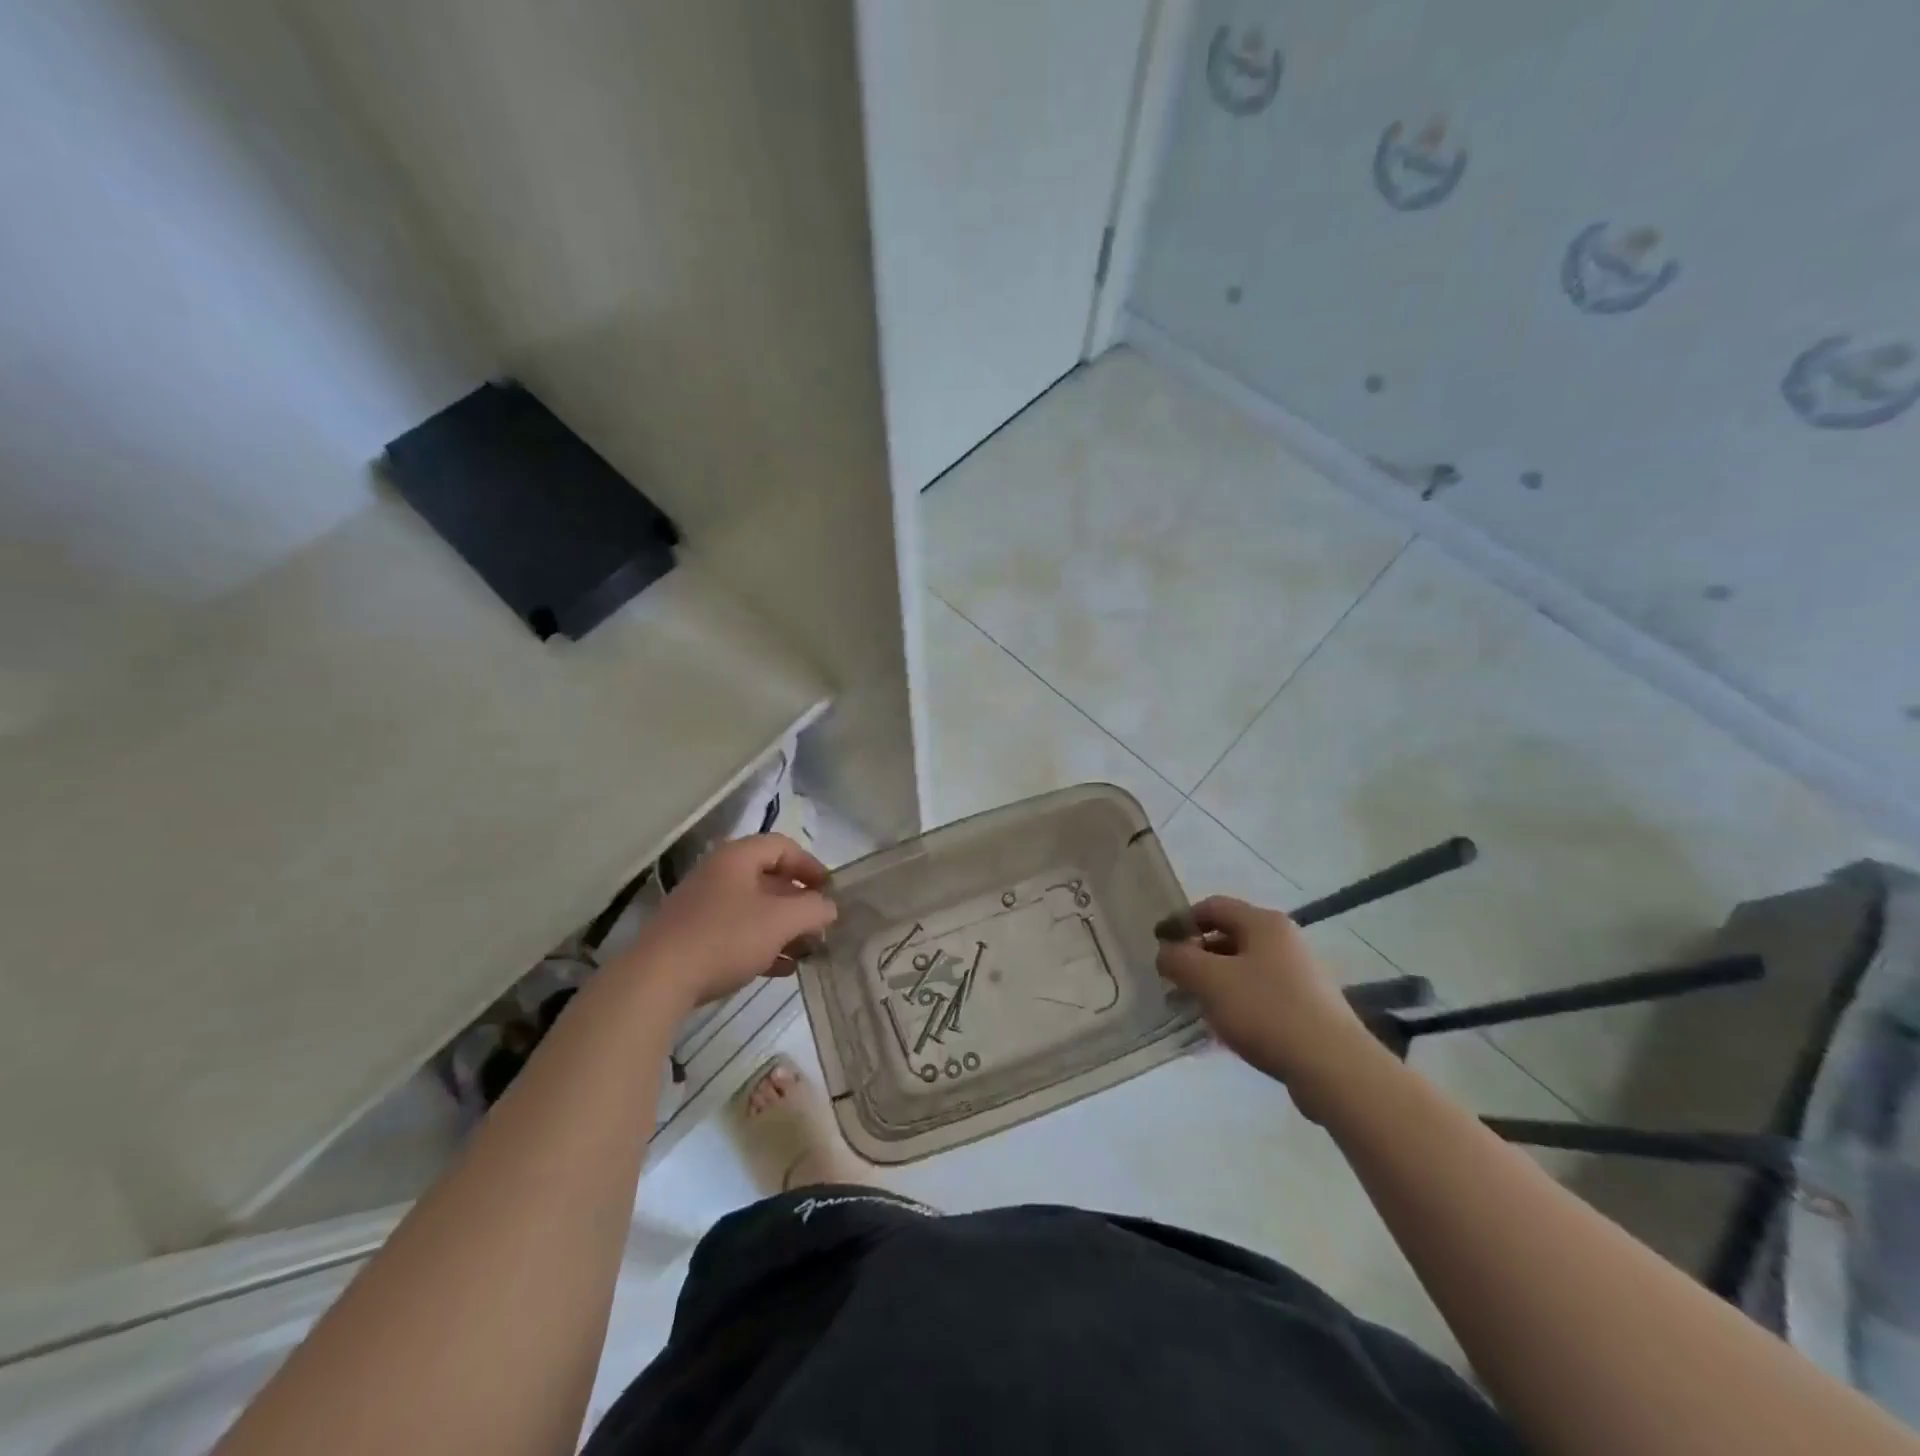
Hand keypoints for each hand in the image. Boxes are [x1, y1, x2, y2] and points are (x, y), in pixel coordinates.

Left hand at [624, 834, 836, 1009]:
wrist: (657, 979)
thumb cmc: (725, 937)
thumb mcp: (781, 921)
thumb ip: (814, 909)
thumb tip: (829, 907)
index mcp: (737, 857)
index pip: (784, 847)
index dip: (811, 866)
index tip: (831, 892)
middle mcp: (719, 874)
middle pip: (770, 879)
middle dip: (800, 902)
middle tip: (821, 924)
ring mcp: (703, 907)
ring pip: (755, 909)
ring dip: (784, 927)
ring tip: (808, 951)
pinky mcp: (693, 937)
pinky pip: (738, 932)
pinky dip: (763, 944)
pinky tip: (782, 969)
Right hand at [1156, 896, 1377, 1118]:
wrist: (1333, 1067)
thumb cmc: (1266, 1011)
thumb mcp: (1209, 980)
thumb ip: (1179, 960)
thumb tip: (1166, 953)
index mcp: (1263, 923)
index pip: (1212, 906)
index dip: (1181, 922)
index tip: (1159, 945)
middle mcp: (1284, 941)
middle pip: (1228, 937)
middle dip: (1196, 956)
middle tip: (1172, 981)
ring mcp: (1299, 975)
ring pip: (1243, 969)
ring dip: (1214, 983)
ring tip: (1194, 1009)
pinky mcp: (1306, 1007)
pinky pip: (1260, 995)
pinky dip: (1236, 1004)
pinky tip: (1224, 1031)